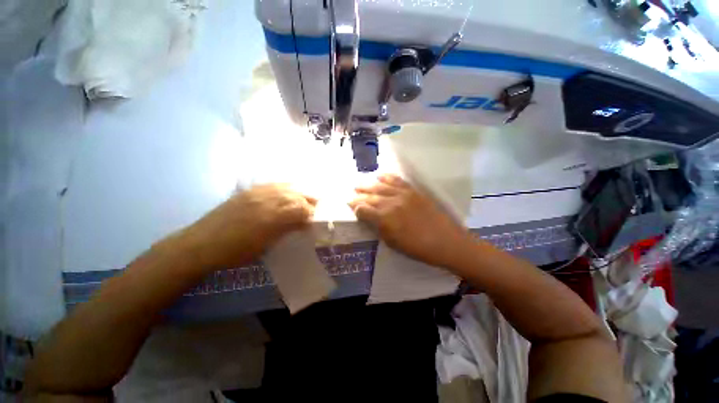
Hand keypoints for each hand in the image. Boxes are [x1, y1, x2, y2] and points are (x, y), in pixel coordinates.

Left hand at [176, 184, 316, 270]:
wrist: (201, 244)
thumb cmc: (235, 252)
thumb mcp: (265, 245)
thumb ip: (287, 230)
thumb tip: (304, 223)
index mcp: (271, 218)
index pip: (300, 209)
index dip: (310, 214)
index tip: (313, 221)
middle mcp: (266, 201)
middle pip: (296, 195)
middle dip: (309, 201)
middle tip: (314, 209)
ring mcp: (256, 193)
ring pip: (286, 187)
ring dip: (299, 192)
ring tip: (306, 198)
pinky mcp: (248, 191)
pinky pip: (272, 184)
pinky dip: (285, 186)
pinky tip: (289, 189)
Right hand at [349, 174, 474, 267]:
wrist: (446, 242)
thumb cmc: (418, 248)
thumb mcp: (393, 243)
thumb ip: (379, 228)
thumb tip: (368, 218)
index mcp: (385, 219)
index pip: (364, 210)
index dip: (355, 207)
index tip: (350, 205)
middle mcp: (392, 203)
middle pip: (371, 196)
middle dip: (359, 195)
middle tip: (351, 193)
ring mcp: (403, 195)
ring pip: (381, 186)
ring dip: (368, 185)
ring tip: (359, 184)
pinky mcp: (414, 191)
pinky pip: (397, 181)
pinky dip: (387, 177)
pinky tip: (379, 175)